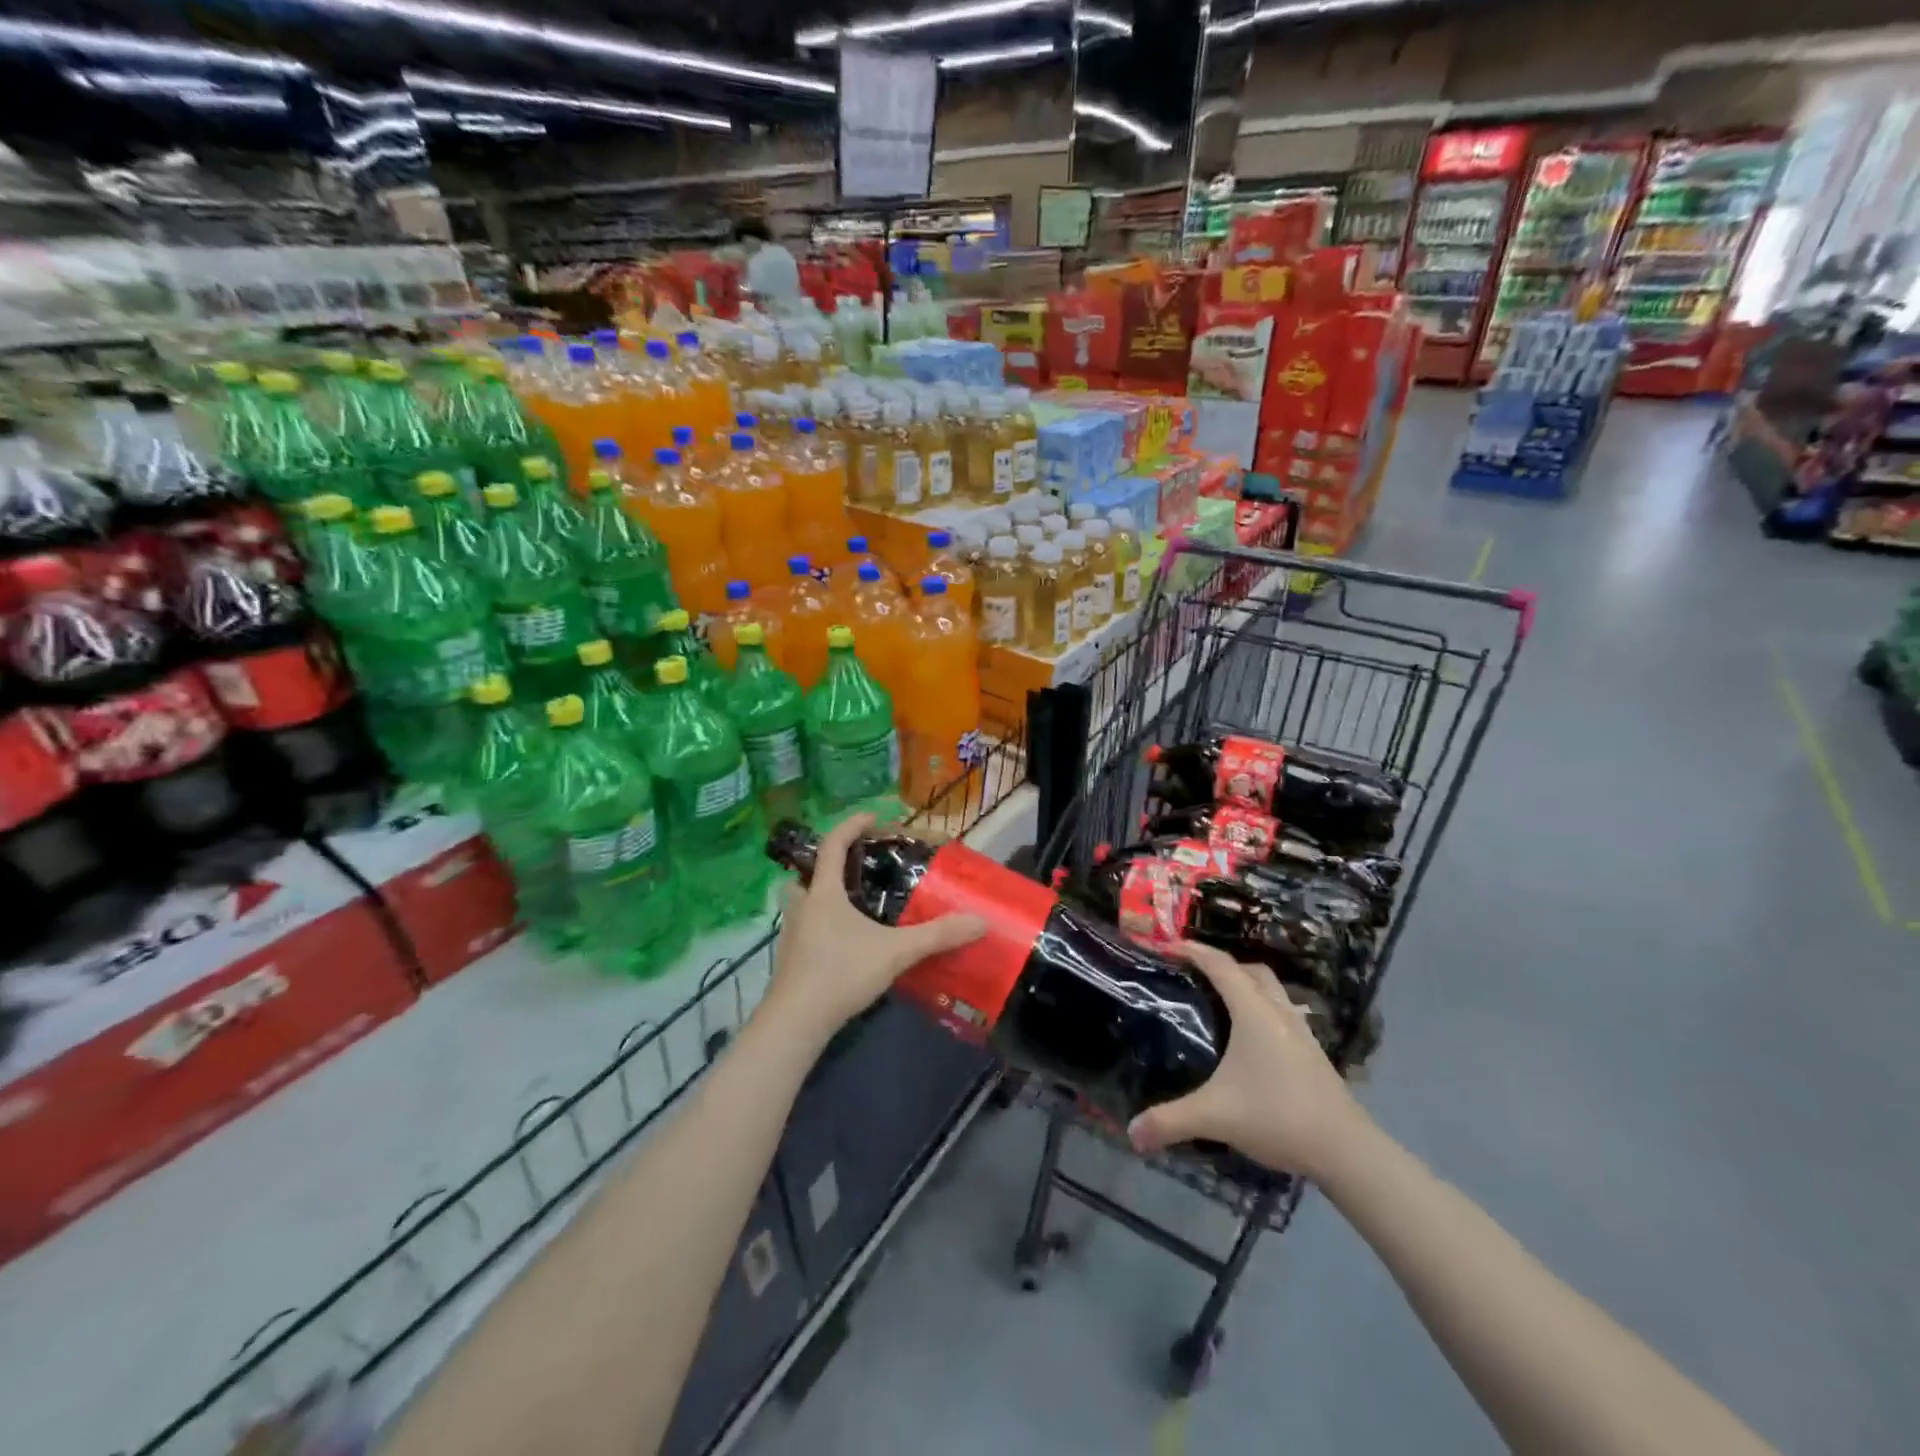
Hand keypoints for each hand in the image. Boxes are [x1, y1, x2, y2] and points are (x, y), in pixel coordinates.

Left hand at [759, 813, 985, 1049]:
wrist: (796, 1022)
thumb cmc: (841, 973)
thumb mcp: (895, 952)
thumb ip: (937, 935)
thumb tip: (979, 921)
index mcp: (824, 893)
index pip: (833, 844)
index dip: (851, 826)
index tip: (871, 817)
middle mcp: (802, 906)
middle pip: (806, 873)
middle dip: (825, 865)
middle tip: (852, 870)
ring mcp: (791, 933)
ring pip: (800, 902)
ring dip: (818, 896)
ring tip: (848, 906)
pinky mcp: (789, 959)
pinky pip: (803, 928)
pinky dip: (819, 925)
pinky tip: (842, 943)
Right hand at [1127, 942, 1367, 1181]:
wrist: (1347, 1150)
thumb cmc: (1278, 1116)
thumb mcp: (1215, 1116)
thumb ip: (1170, 1121)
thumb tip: (1131, 1133)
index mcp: (1254, 1012)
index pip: (1220, 965)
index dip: (1192, 950)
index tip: (1165, 945)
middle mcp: (1278, 1012)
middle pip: (1251, 971)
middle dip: (1221, 965)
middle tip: (1193, 975)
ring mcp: (1301, 1032)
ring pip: (1272, 991)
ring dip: (1247, 986)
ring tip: (1220, 1003)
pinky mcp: (1313, 1053)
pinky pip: (1282, 1013)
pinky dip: (1262, 1011)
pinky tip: (1250, 1041)